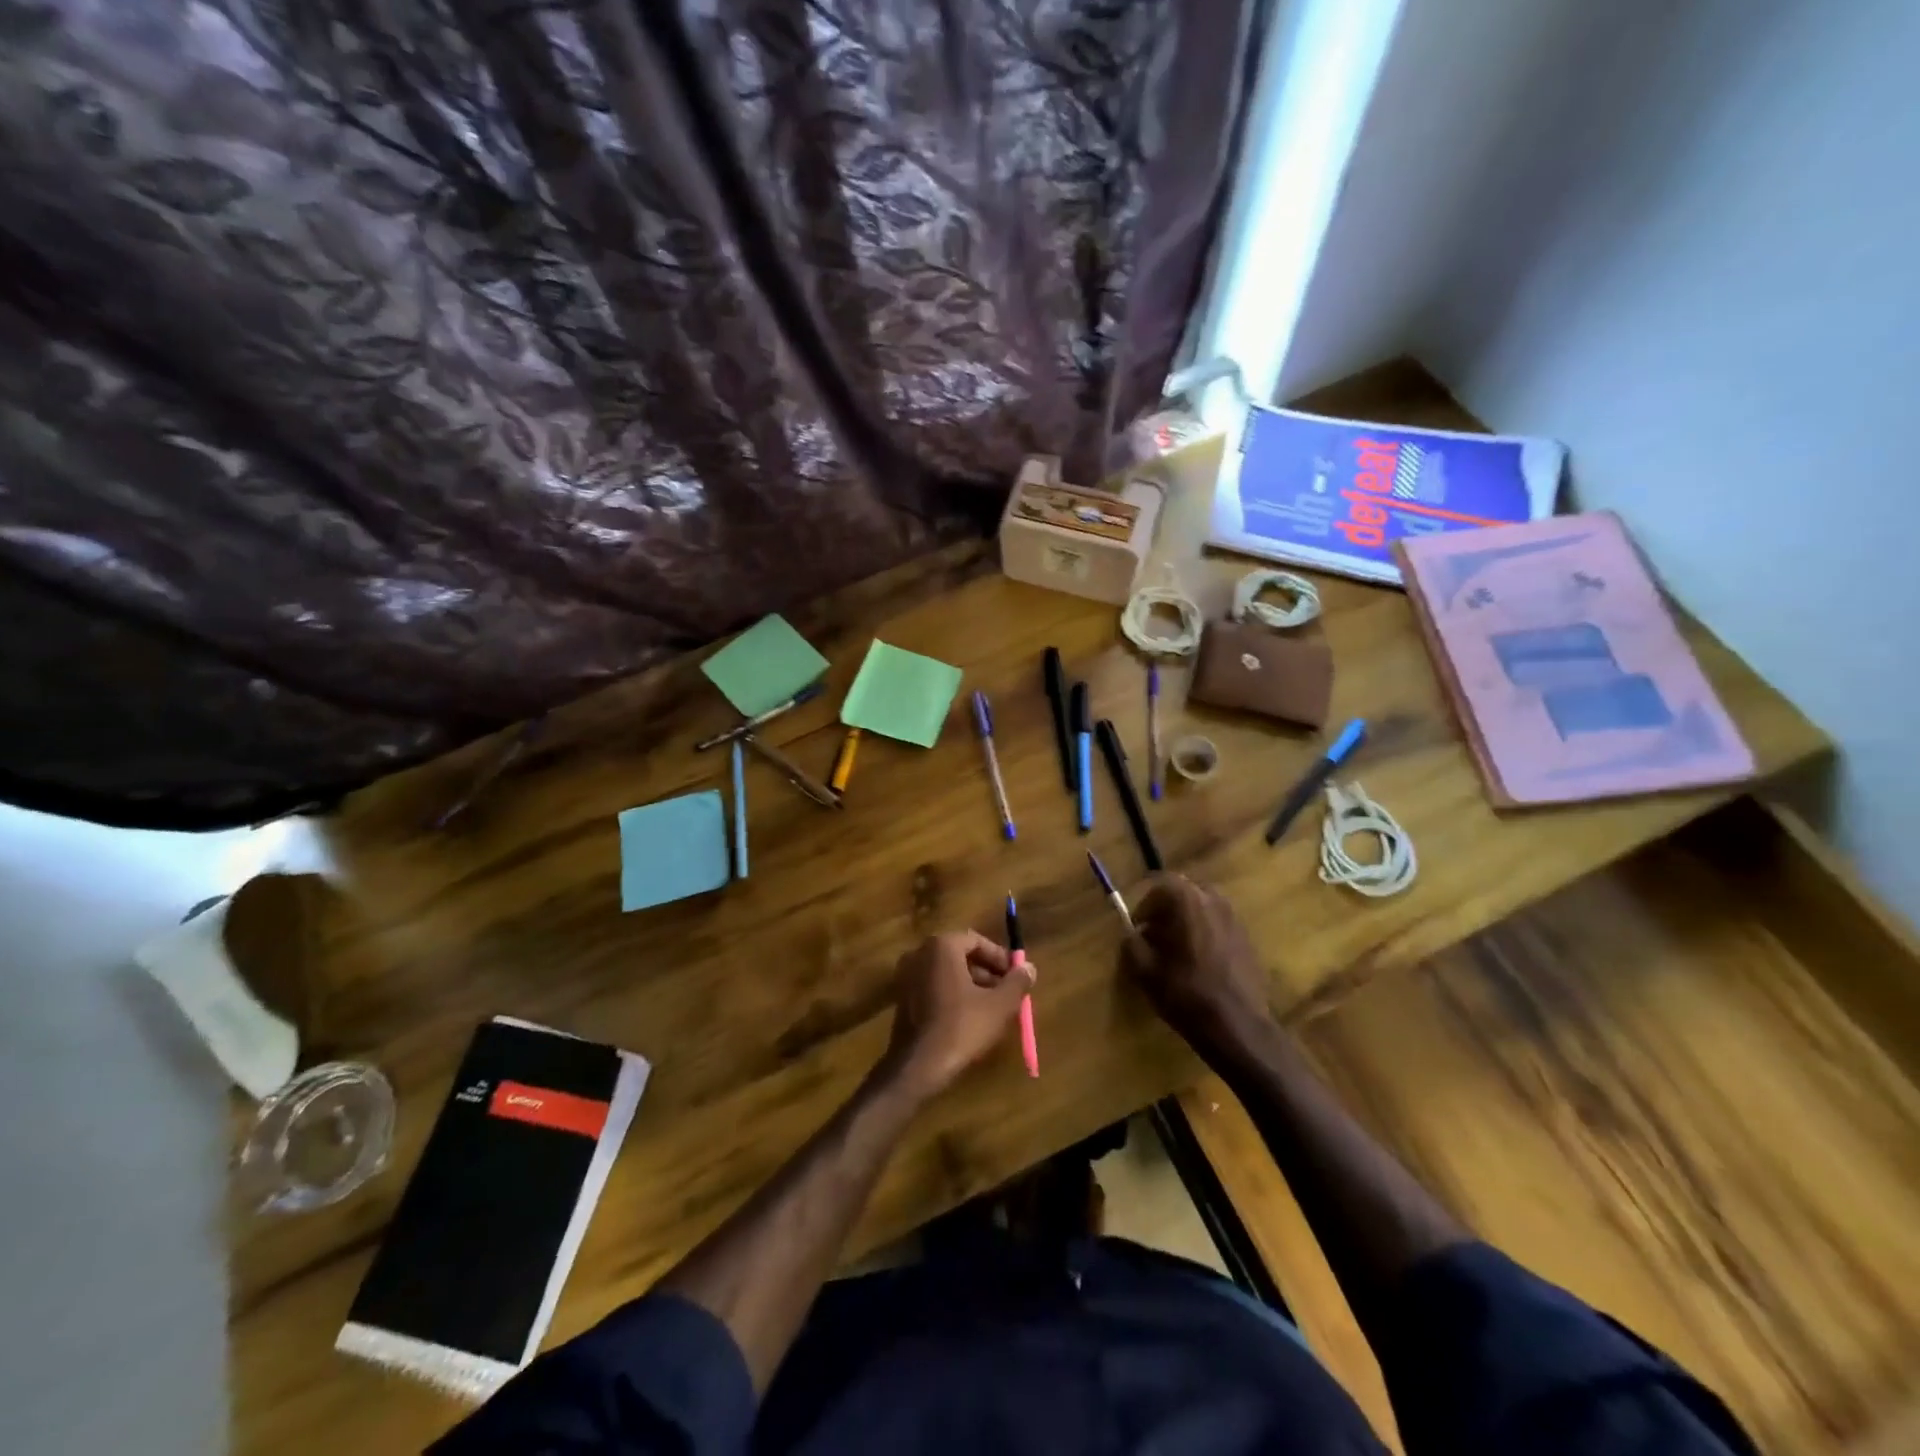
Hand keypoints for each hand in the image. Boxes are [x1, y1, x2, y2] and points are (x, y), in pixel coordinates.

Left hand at [882, 931, 1034, 1098]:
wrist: (917, 1066)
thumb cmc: (962, 1027)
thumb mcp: (999, 1005)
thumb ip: (1017, 981)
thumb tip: (1029, 967)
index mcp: (941, 946)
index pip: (976, 940)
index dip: (1000, 958)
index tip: (1016, 976)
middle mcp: (919, 953)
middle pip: (960, 955)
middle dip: (986, 972)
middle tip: (1007, 992)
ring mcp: (906, 976)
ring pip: (947, 973)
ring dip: (971, 985)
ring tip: (992, 1009)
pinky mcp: (901, 998)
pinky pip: (933, 987)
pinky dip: (952, 996)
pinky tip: (968, 1019)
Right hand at [1122, 874, 1276, 1058]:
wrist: (1238, 1027)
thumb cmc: (1186, 994)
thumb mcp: (1145, 971)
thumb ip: (1132, 944)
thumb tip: (1130, 934)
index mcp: (1188, 901)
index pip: (1161, 885)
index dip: (1145, 906)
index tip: (1137, 928)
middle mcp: (1215, 901)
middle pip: (1185, 893)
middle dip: (1167, 911)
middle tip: (1155, 936)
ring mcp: (1236, 920)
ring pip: (1204, 909)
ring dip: (1187, 922)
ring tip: (1177, 951)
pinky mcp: (1248, 940)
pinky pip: (1219, 926)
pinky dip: (1205, 935)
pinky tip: (1200, 964)